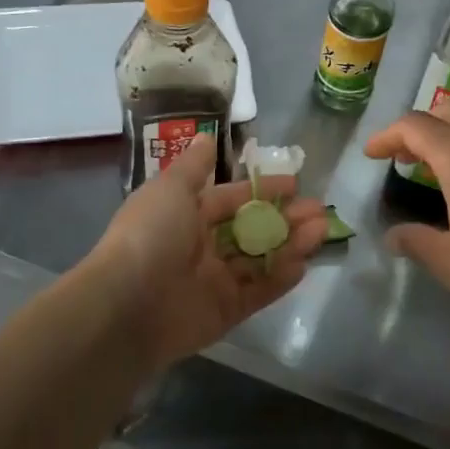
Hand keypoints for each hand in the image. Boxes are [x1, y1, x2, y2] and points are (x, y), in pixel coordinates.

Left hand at [88, 134, 328, 368]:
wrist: (128, 305)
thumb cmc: (150, 235)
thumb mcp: (170, 189)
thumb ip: (194, 166)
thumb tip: (205, 136)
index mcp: (185, 216)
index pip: (231, 199)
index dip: (262, 190)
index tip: (295, 183)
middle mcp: (201, 247)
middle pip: (251, 230)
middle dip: (285, 218)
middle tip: (319, 211)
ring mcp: (214, 281)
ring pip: (260, 259)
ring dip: (291, 244)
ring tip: (321, 231)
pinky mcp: (226, 311)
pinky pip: (259, 291)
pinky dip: (280, 278)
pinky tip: (304, 262)